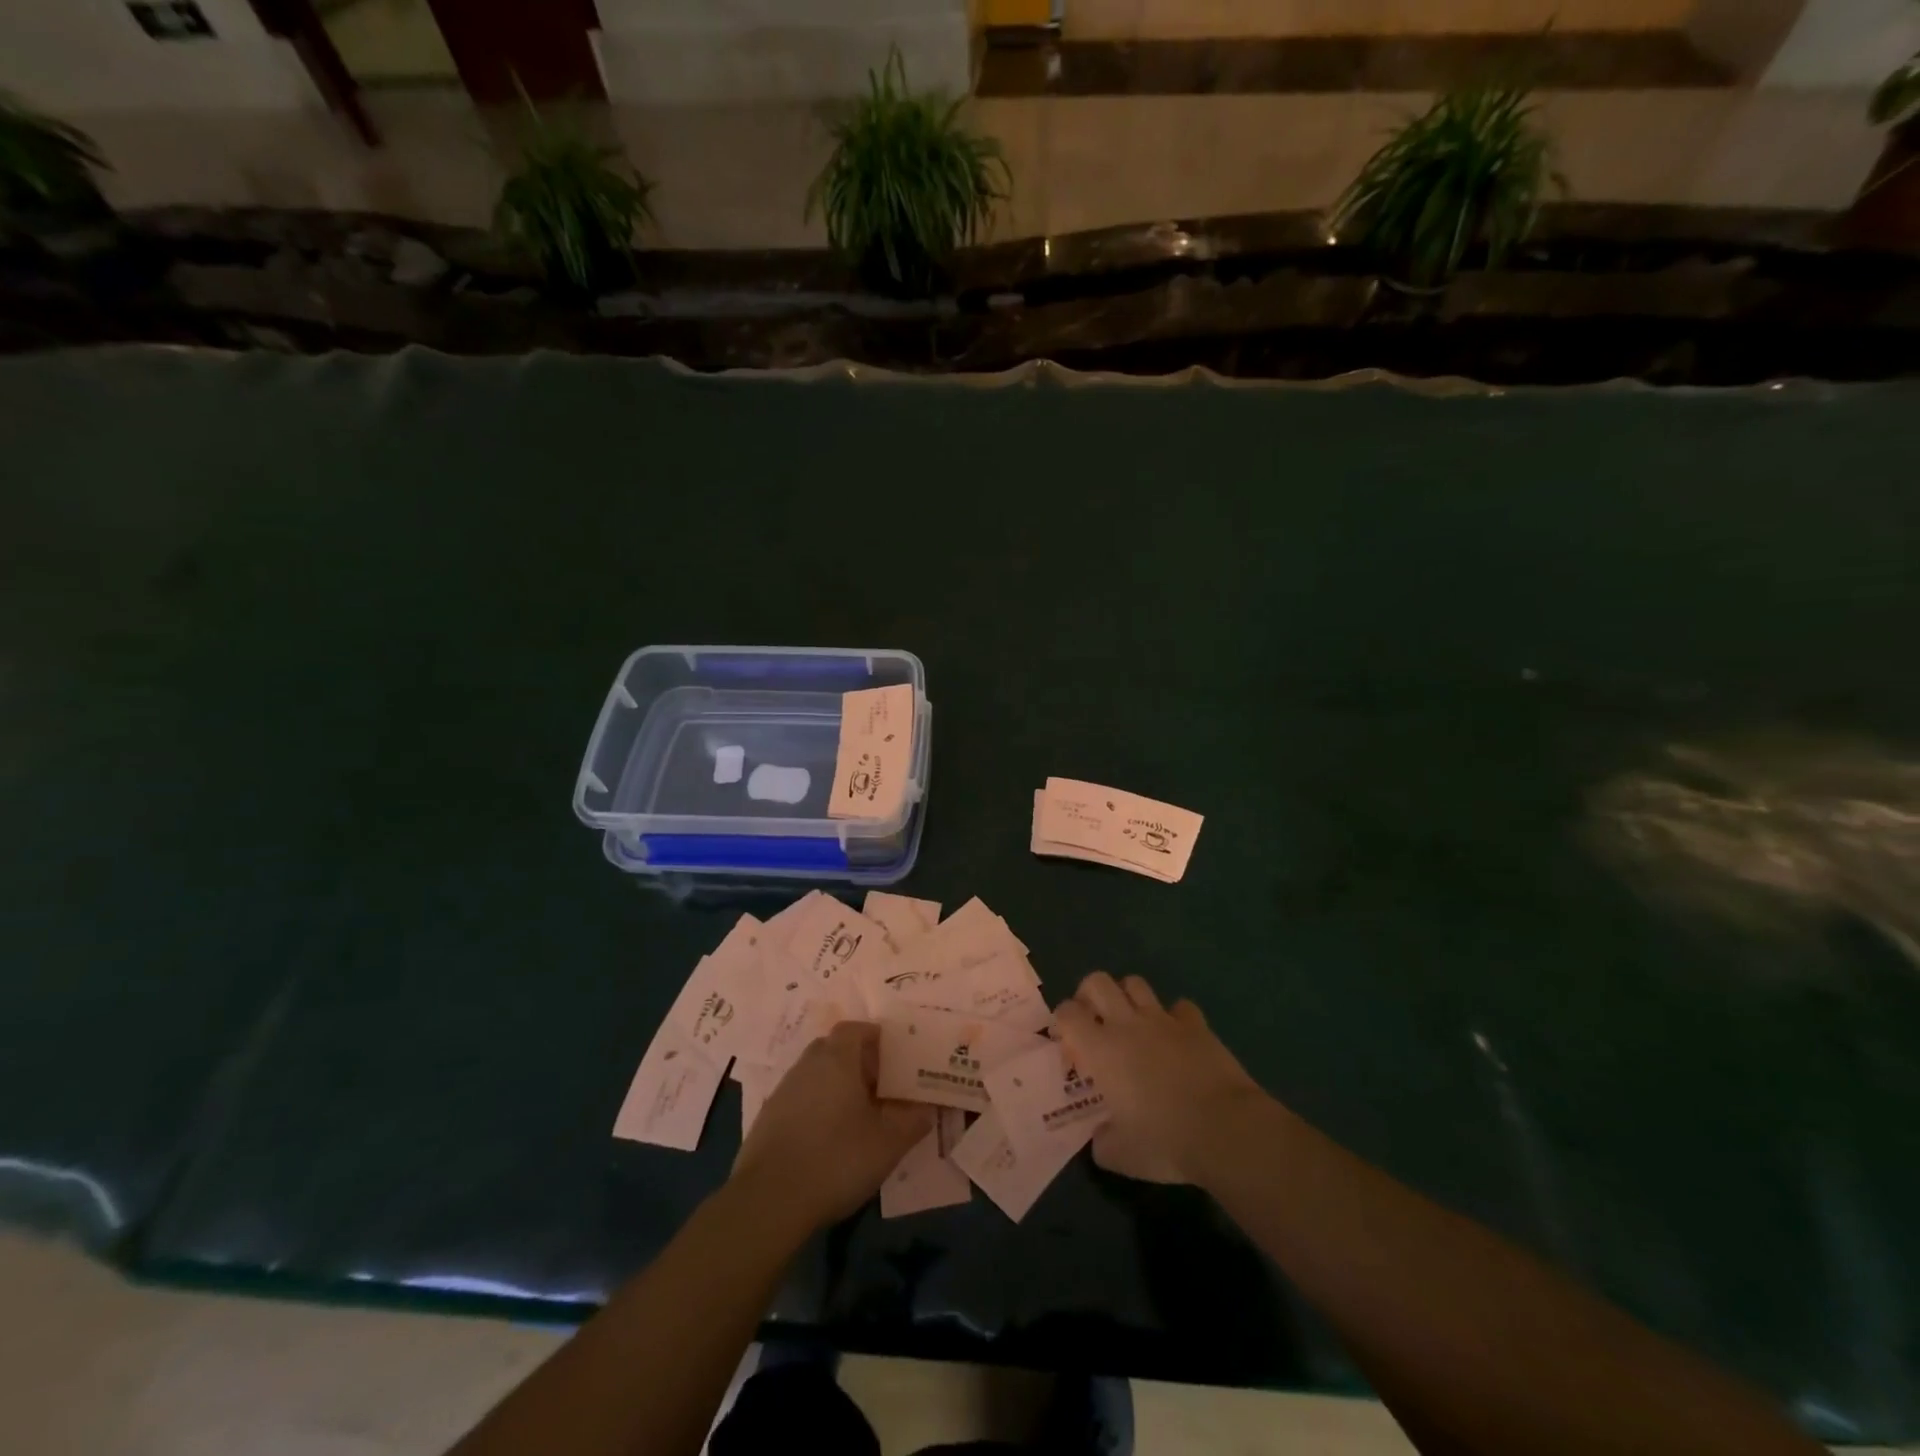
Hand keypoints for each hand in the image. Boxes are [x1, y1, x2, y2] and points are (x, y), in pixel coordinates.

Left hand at [731, 1021, 932, 1232]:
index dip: (874, 1036)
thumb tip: (928, 1109)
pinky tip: (827, 1137)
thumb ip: (912, 1122)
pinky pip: (798, 1098)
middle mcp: (807, 1065)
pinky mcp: (767, 1118)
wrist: (768, 1200)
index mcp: (837, 1060)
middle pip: (833, 1047)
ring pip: (815, 1073)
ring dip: (834, 1084)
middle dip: (856, 1060)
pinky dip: (815, 1106)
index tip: (892, 1056)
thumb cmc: (836, 1160)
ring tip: (855, 1114)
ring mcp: (783, 1090)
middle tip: (878, 1086)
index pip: (855, 1028)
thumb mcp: (887, 1145)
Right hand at [1054, 972, 1265, 1185]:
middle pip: (1097, 982)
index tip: (1071, 1047)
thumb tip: (1101, 1137)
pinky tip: (1176, 1037)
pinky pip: (1180, 1006)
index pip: (1067, 1013)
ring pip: (1135, 983)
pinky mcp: (1196, 1025)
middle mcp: (1127, 1023)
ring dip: (1127, 997)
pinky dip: (1174, 1017)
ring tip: (1131, 1022)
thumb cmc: (1165, 1141)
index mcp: (1101, 1049)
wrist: (1225, 1129)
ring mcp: (1164, 1020)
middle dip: (1089, 995)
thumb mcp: (1120, 1156)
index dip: (1063, 1022)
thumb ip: (1102, 1142)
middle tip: (1094, 1021)